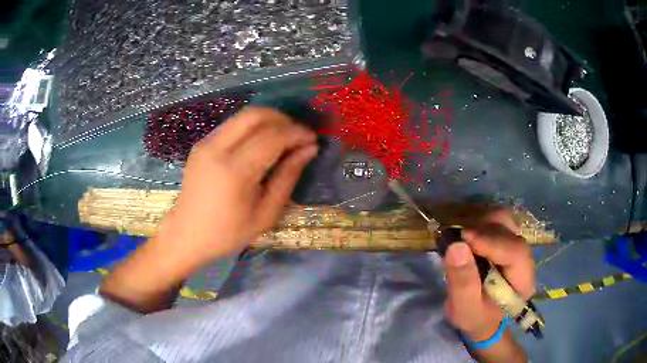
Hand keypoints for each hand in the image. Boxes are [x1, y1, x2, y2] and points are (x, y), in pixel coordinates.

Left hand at [157, 107, 317, 267]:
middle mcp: (217, 148)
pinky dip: (252, 127)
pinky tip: (260, 144)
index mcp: (234, 171)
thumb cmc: (228, 233)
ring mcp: (206, 143)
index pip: (272, 136)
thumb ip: (287, 177)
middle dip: (283, 119)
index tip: (312, 139)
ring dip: (268, 120)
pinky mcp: (201, 144)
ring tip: (283, 138)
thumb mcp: (265, 214)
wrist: (187, 235)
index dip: (296, 133)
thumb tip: (308, 149)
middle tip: (297, 135)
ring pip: (243, 115)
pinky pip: (232, 125)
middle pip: (256, 115)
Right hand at [443, 209, 535, 341]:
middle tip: (456, 236)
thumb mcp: (465, 309)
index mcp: (523, 281)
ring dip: (479, 222)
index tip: (463, 237)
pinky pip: (495, 220)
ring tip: (459, 235)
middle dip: (482, 229)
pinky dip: (478, 221)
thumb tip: (456, 246)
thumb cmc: (476, 317)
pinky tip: (465, 233)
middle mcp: (525, 257)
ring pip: (503, 219)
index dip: (491, 241)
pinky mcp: (507, 238)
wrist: (483, 317)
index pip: (515, 252)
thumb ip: (462, 283)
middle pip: (510, 230)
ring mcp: (516, 244)